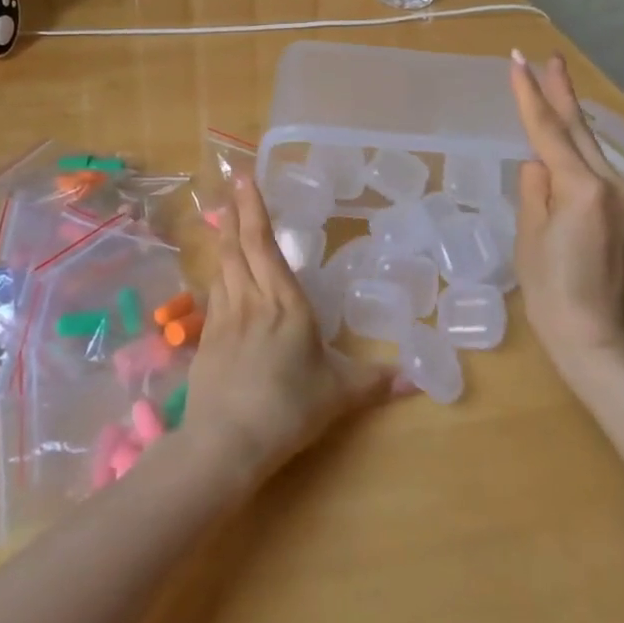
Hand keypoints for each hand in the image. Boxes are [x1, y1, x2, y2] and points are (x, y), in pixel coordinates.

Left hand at [181, 175, 398, 486]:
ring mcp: (223, 318)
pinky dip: (217, 277)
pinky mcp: (205, 341)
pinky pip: (213, 295)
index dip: (254, 209)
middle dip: (235, 214)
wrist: (225, 443)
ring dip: (223, 240)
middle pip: (239, 246)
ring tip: (222, 221)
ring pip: (222, 267)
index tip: (245, 179)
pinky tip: (219, 278)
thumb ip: (375, 382)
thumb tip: (417, 380)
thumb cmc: (288, 409)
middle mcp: (251, 300)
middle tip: (231, 189)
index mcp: (285, 303)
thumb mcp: (338, 395)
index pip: (265, 244)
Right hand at [507, 49, 623, 362]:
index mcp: (582, 187)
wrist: (598, 339)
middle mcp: (609, 184)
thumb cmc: (553, 293)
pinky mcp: (622, 210)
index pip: (549, 130)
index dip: (530, 94)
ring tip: (554, 82)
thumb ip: (534, 189)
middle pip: (578, 128)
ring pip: (588, 144)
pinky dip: (576, 144)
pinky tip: (565, 134)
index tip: (518, 61)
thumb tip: (538, 162)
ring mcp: (621, 197)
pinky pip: (593, 165)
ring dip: (569, 114)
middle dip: (561, 91)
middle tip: (548, 57)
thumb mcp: (530, 236)